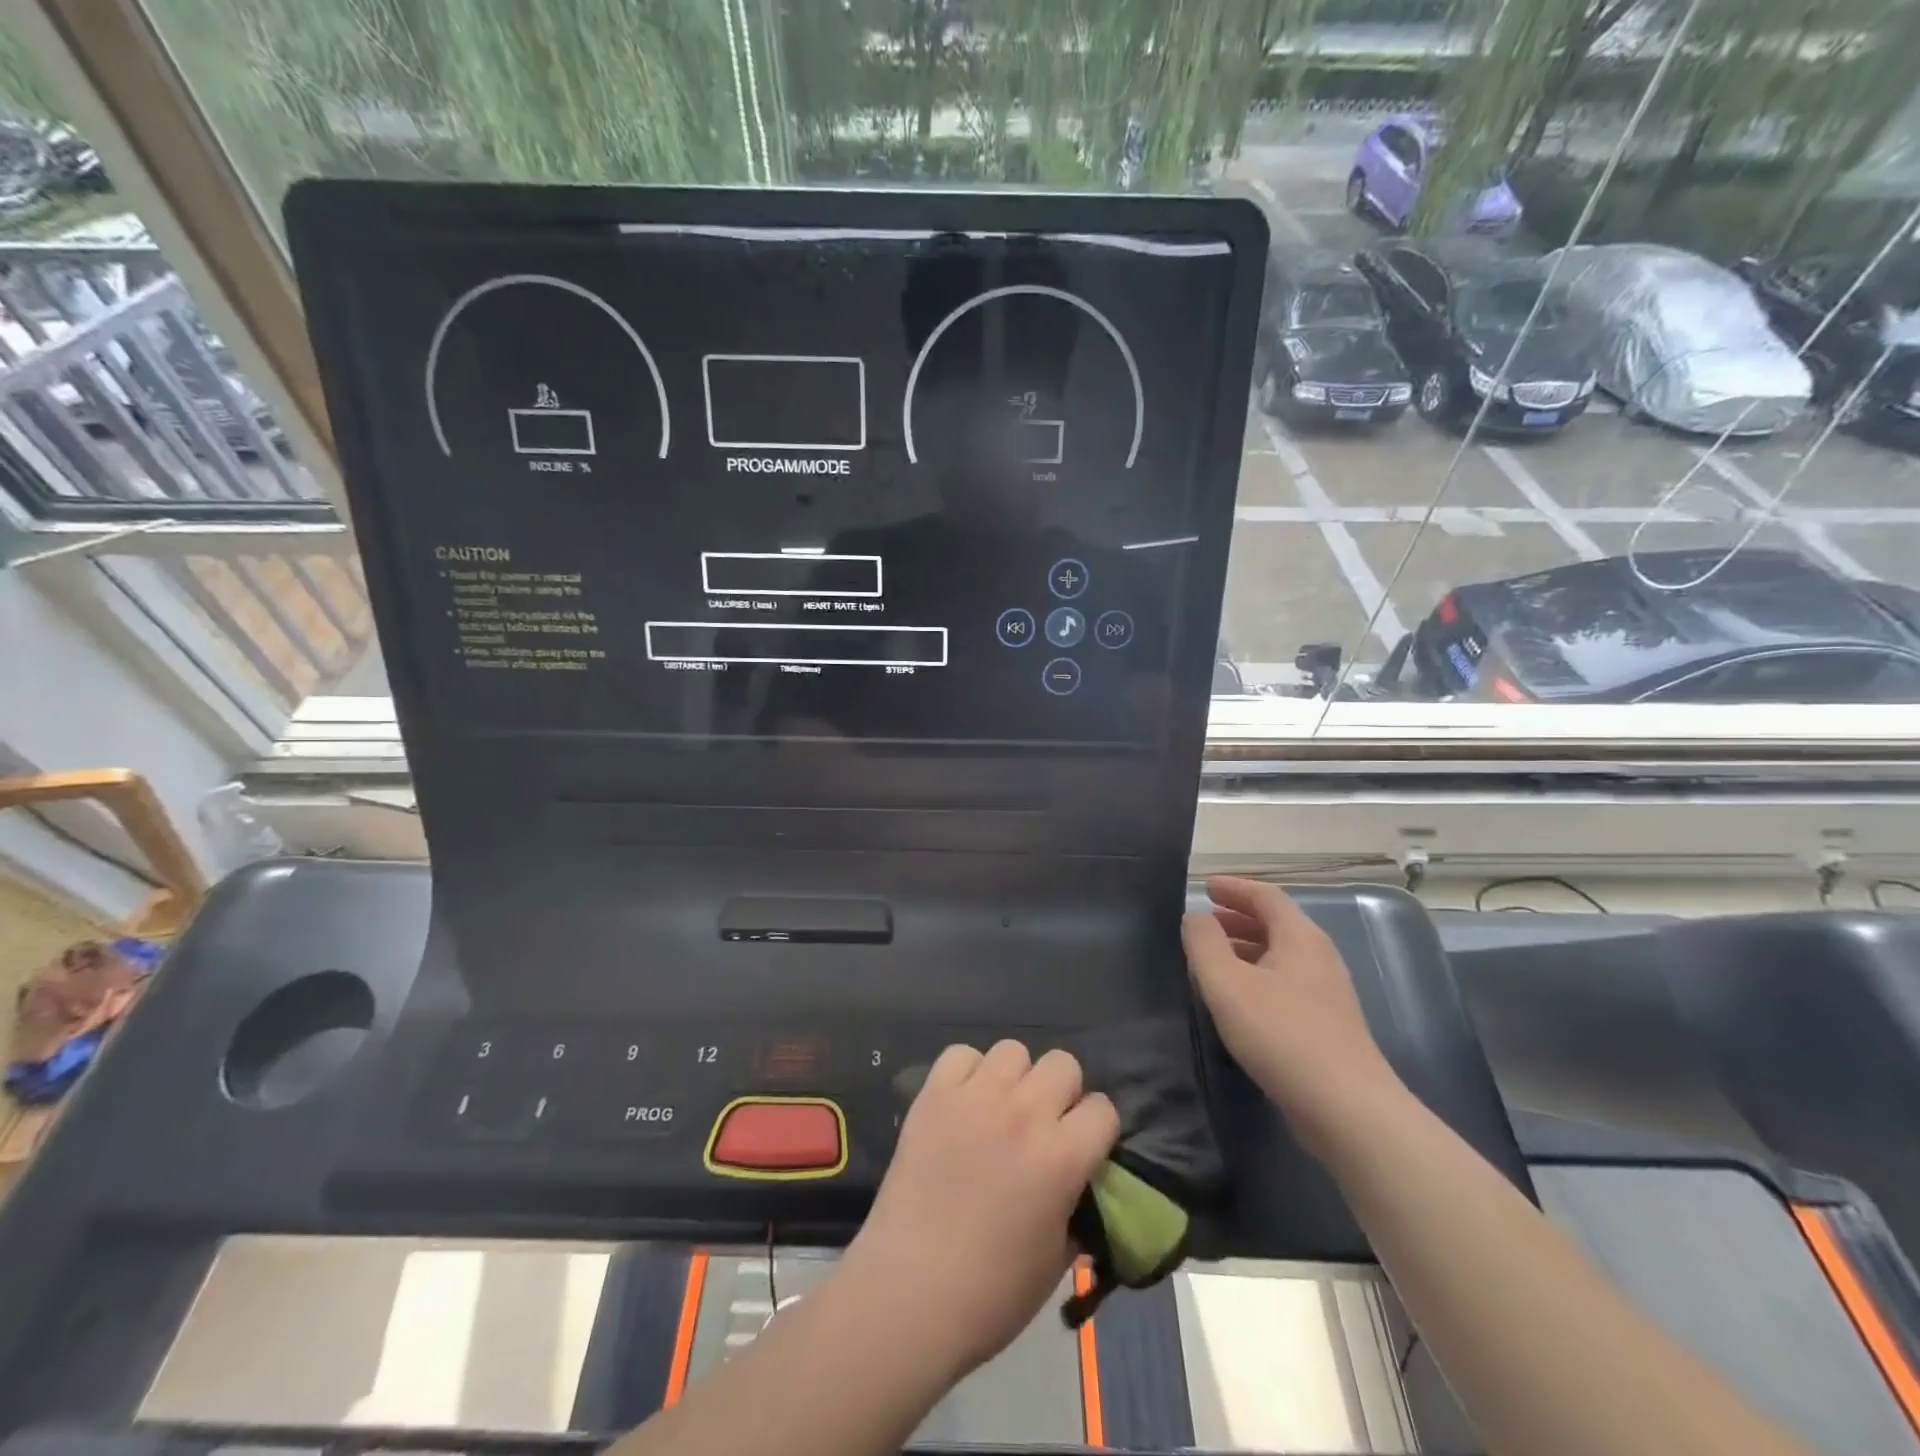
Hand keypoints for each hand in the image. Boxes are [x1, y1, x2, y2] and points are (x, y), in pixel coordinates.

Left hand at [838, 1042, 1118, 1380]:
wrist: (908, 1293)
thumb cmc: (991, 1293)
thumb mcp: (1057, 1258)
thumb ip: (1076, 1206)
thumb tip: (1078, 1182)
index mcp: (1062, 1157)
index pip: (1103, 1108)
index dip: (1096, 1130)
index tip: (1083, 1149)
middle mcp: (1024, 1113)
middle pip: (1062, 1064)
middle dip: (1061, 1093)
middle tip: (1042, 1126)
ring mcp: (975, 1097)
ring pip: (1013, 1050)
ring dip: (1015, 1078)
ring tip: (999, 1110)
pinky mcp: (933, 1094)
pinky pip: (960, 1054)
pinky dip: (966, 1073)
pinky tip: (962, 1104)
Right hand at [1182, 876, 1404, 1156]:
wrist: (1347, 1108)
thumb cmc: (1282, 1035)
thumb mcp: (1227, 984)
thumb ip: (1204, 944)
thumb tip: (1196, 917)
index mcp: (1300, 937)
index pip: (1267, 896)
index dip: (1235, 887)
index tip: (1206, 886)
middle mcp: (1318, 957)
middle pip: (1277, 923)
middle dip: (1239, 917)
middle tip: (1206, 920)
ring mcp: (1327, 992)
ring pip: (1281, 955)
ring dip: (1246, 947)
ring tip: (1213, 957)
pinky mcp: (1326, 1024)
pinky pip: (1285, 982)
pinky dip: (1257, 974)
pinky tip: (1238, 999)